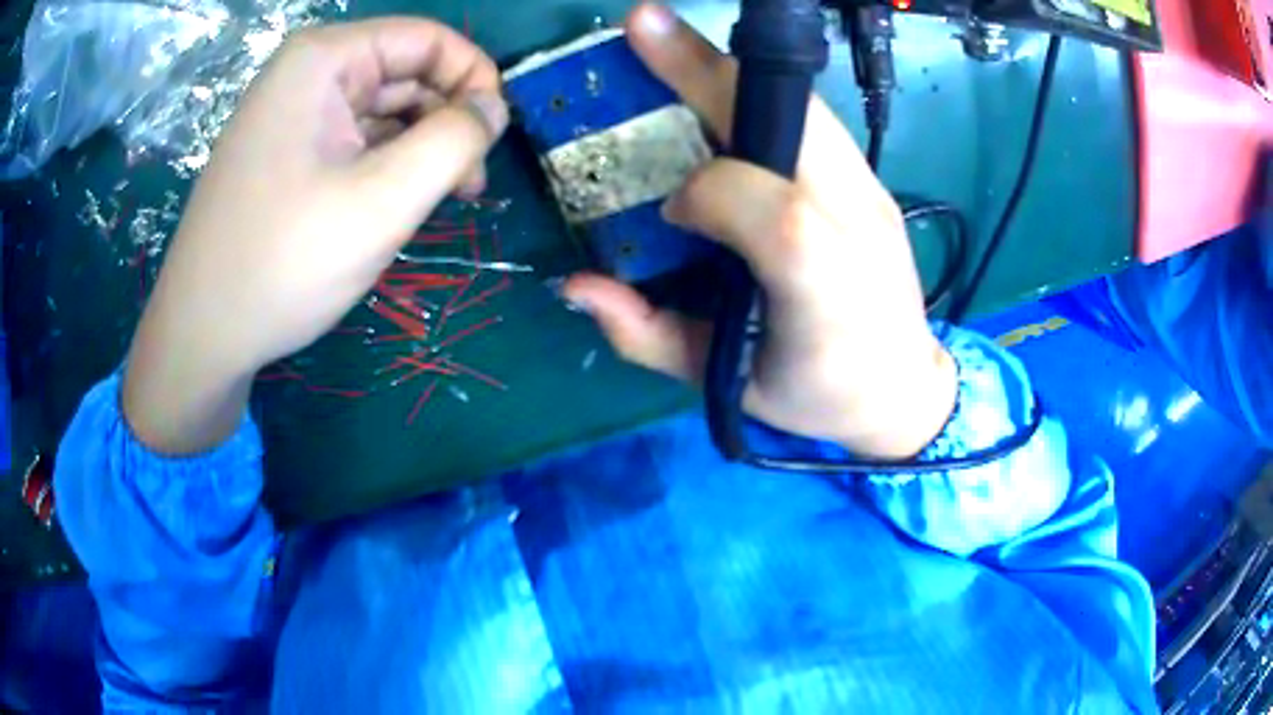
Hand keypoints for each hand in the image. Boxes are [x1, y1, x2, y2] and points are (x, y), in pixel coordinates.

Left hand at [124, 18, 507, 453]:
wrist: (202, 334)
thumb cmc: (284, 262)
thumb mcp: (384, 200)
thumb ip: (455, 141)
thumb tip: (494, 109)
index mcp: (324, 60)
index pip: (428, 39)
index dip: (474, 80)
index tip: (494, 140)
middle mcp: (306, 74)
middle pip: (406, 73)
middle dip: (447, 121)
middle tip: (470, 187)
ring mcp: (292, 116)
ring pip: (383, 111)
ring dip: (420, 149)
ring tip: (440, 203)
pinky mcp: (285, 154)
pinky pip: (354, 142)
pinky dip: (386, 166)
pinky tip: (396, 206)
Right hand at [564, 4, 955, 459]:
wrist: (903, 390)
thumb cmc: (816, 394)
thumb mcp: (727, 384)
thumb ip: (647, 335)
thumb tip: (574, 285)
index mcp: (823, 288)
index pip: (762, 206)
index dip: (703, 195)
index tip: (674, 211)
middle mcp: (859, 223)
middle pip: (789, 119)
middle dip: (704, 66)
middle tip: (641, 23)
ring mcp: (874, 194)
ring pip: (804, 105)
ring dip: (730, 69)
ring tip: (672, 45)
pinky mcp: (876, 182)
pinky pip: (815, 121)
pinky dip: (762, 96)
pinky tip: (725, 93)